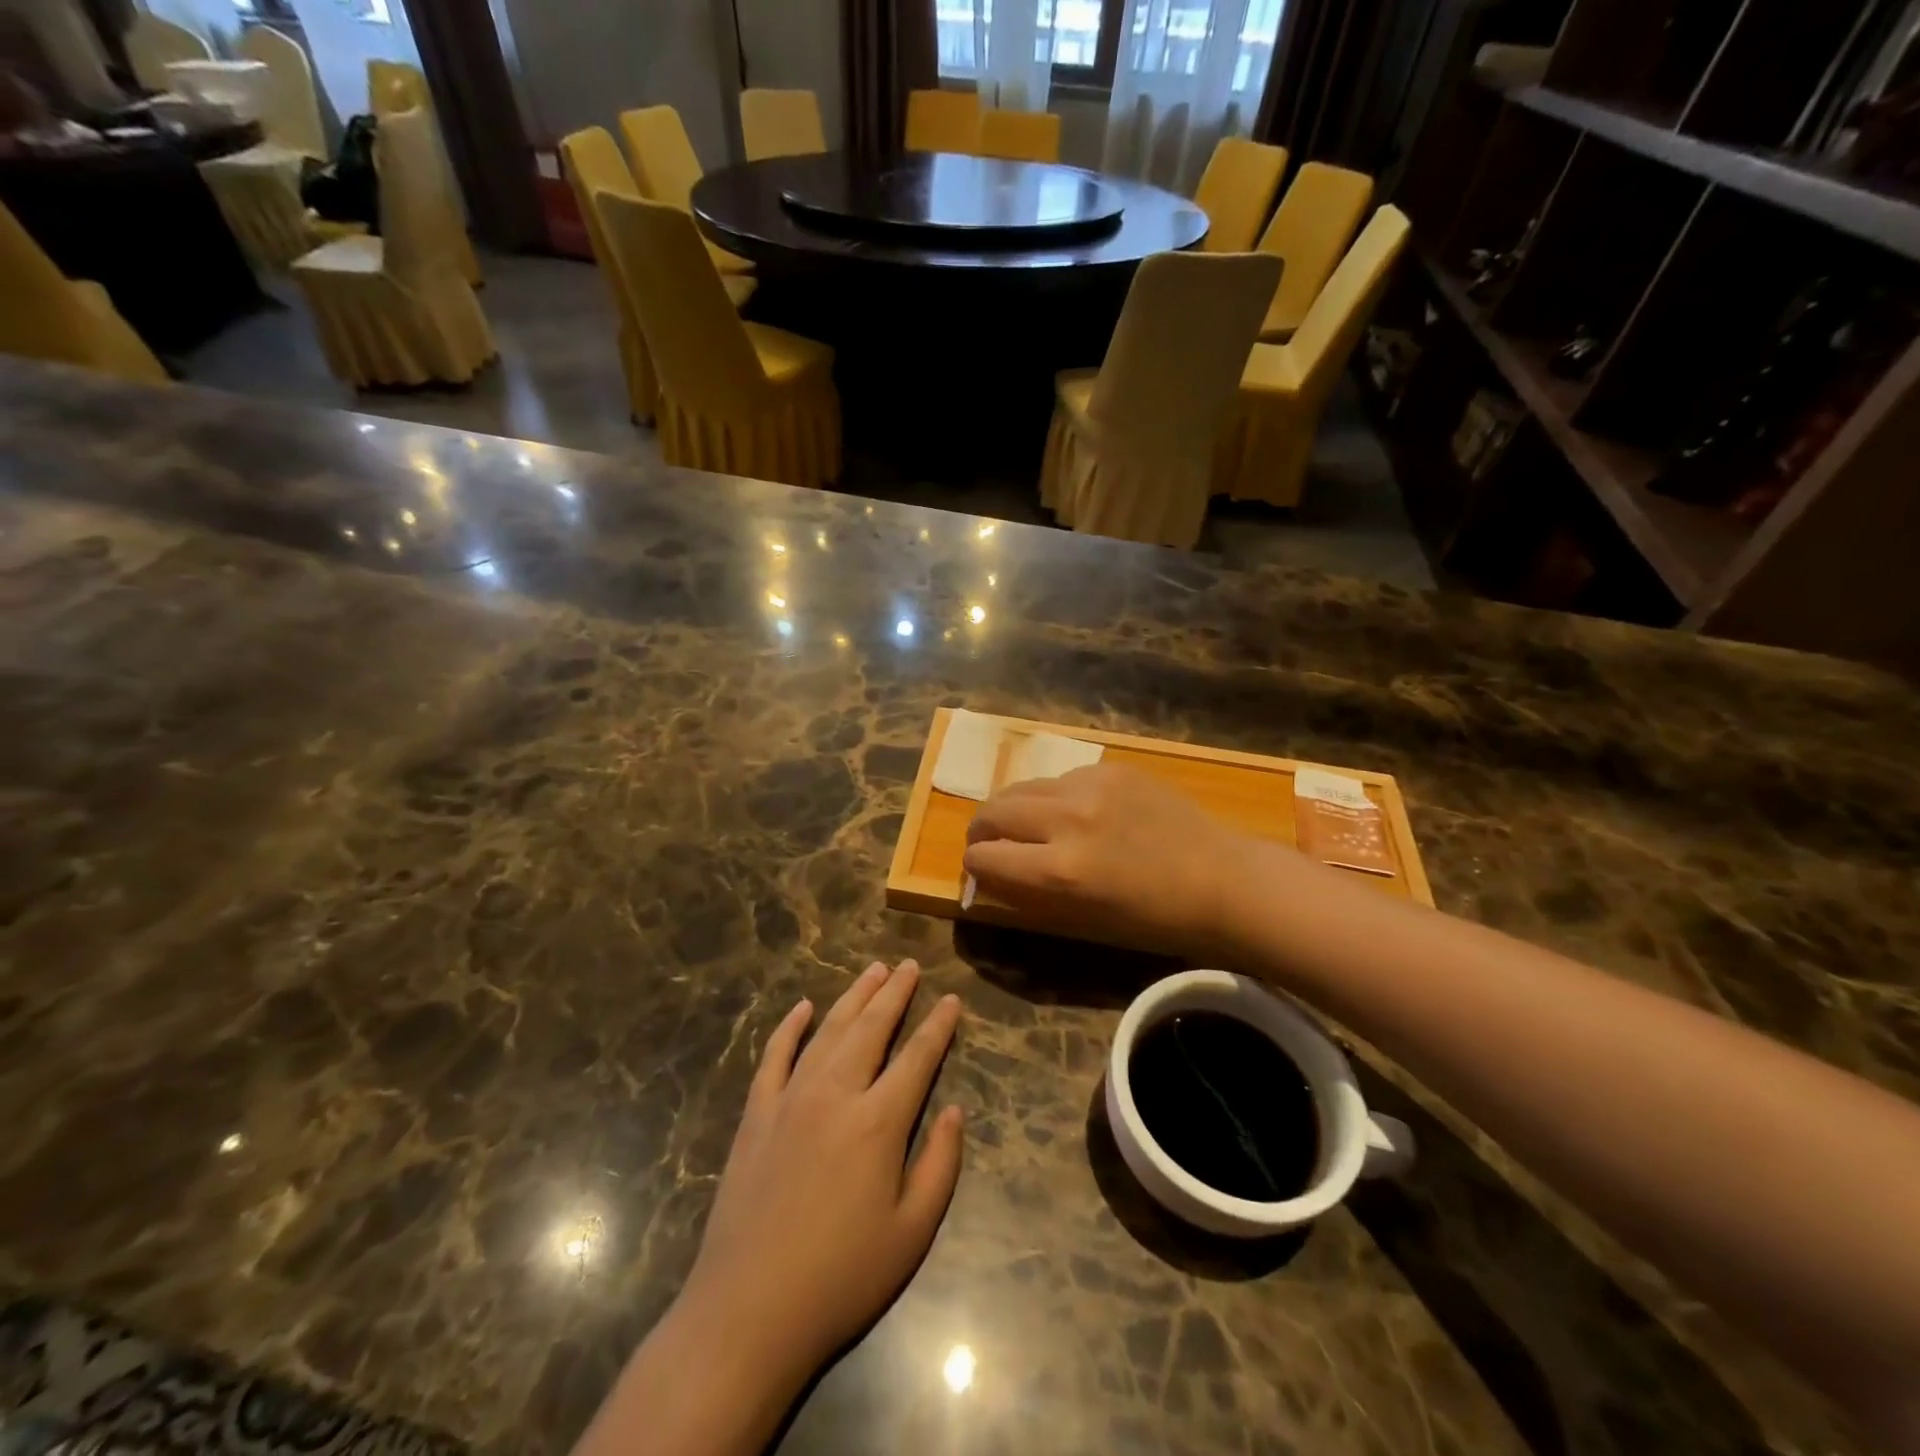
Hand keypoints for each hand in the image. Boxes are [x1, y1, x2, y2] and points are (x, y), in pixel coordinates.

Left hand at [599, 961, 962, 1455]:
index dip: (938, 1026)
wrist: (748, 1311)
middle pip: (872, 1028)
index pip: (918, 1057)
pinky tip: (804, 1007)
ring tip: (874, 970)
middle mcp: (836, 1093)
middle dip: (895, 993)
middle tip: (910, 966)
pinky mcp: (756, 1113)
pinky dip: (790, 1027)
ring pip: (829, 1030)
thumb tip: (954, 1111)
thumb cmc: (841, 1278)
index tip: (951, 1000)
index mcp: (879, 1121)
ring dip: (854, 996)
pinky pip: (775, 1055)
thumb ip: (940, 1165)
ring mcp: (790, 1098)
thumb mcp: (912, 1234)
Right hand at [962, 762, 1264, 957]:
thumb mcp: (1081, 918)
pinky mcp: (1110, 768)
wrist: (1220, 878)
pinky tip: (1074, 812)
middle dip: (981, 832)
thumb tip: (988, 873)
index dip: (974, 868)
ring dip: (1012, 809)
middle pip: (992, 812)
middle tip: (987, 844)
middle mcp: (1066, 820)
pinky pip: (1060, 778)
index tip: (980, 872)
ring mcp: (1090, 786)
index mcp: (1060, 871)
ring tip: (1024, 825)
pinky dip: (1053, 797)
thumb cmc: (1153, 918)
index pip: (983, 858)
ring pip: (1021, 788)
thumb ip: (1026, 892)